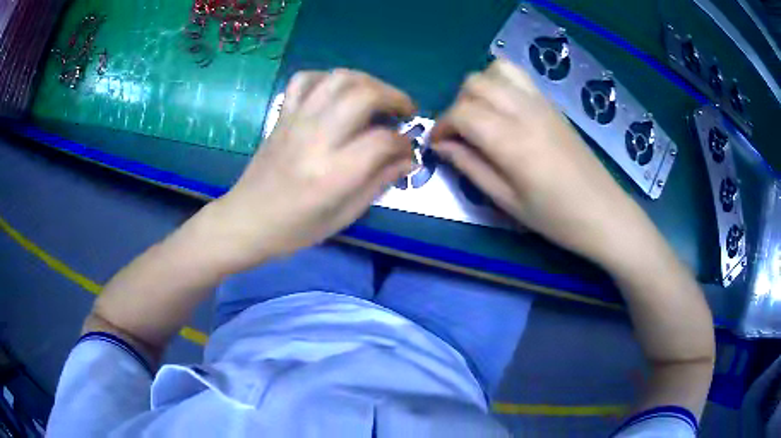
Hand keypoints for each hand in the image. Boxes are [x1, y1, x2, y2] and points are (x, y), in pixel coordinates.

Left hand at [204, 69, 414, 270]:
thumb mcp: (344, 216)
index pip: (383, 140)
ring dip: (368, 81)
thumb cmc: (296, 228)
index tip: (407, 150)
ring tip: (378, 97)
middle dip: (394, 97)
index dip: (404, 143)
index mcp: (334, 173)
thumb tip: (407, 159)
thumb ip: (379, 182)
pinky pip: (305, 79)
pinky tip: (337, 93)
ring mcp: (296, 121)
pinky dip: (327, 78)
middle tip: (404, 112)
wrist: (247, 220)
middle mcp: (317, 139)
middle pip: (364, 95)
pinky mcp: (282, 115)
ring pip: (339, 79)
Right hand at [431, 59, 655, 268]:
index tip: (438, 146)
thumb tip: (442, 146)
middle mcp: (524, 111)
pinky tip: (504, 109)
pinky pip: (518, 75)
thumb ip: (471, 167)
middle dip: (457, 106)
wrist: (602, 211)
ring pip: (495, 71)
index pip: (461, 113)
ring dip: (479, 89)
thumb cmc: (555, 217)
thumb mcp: (506, 202)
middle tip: (461, 135)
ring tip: (482, 116)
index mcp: (511, 141)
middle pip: (474, 84)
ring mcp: (541, 103)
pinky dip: (500, 82)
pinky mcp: (552, 104)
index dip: (441, 127)